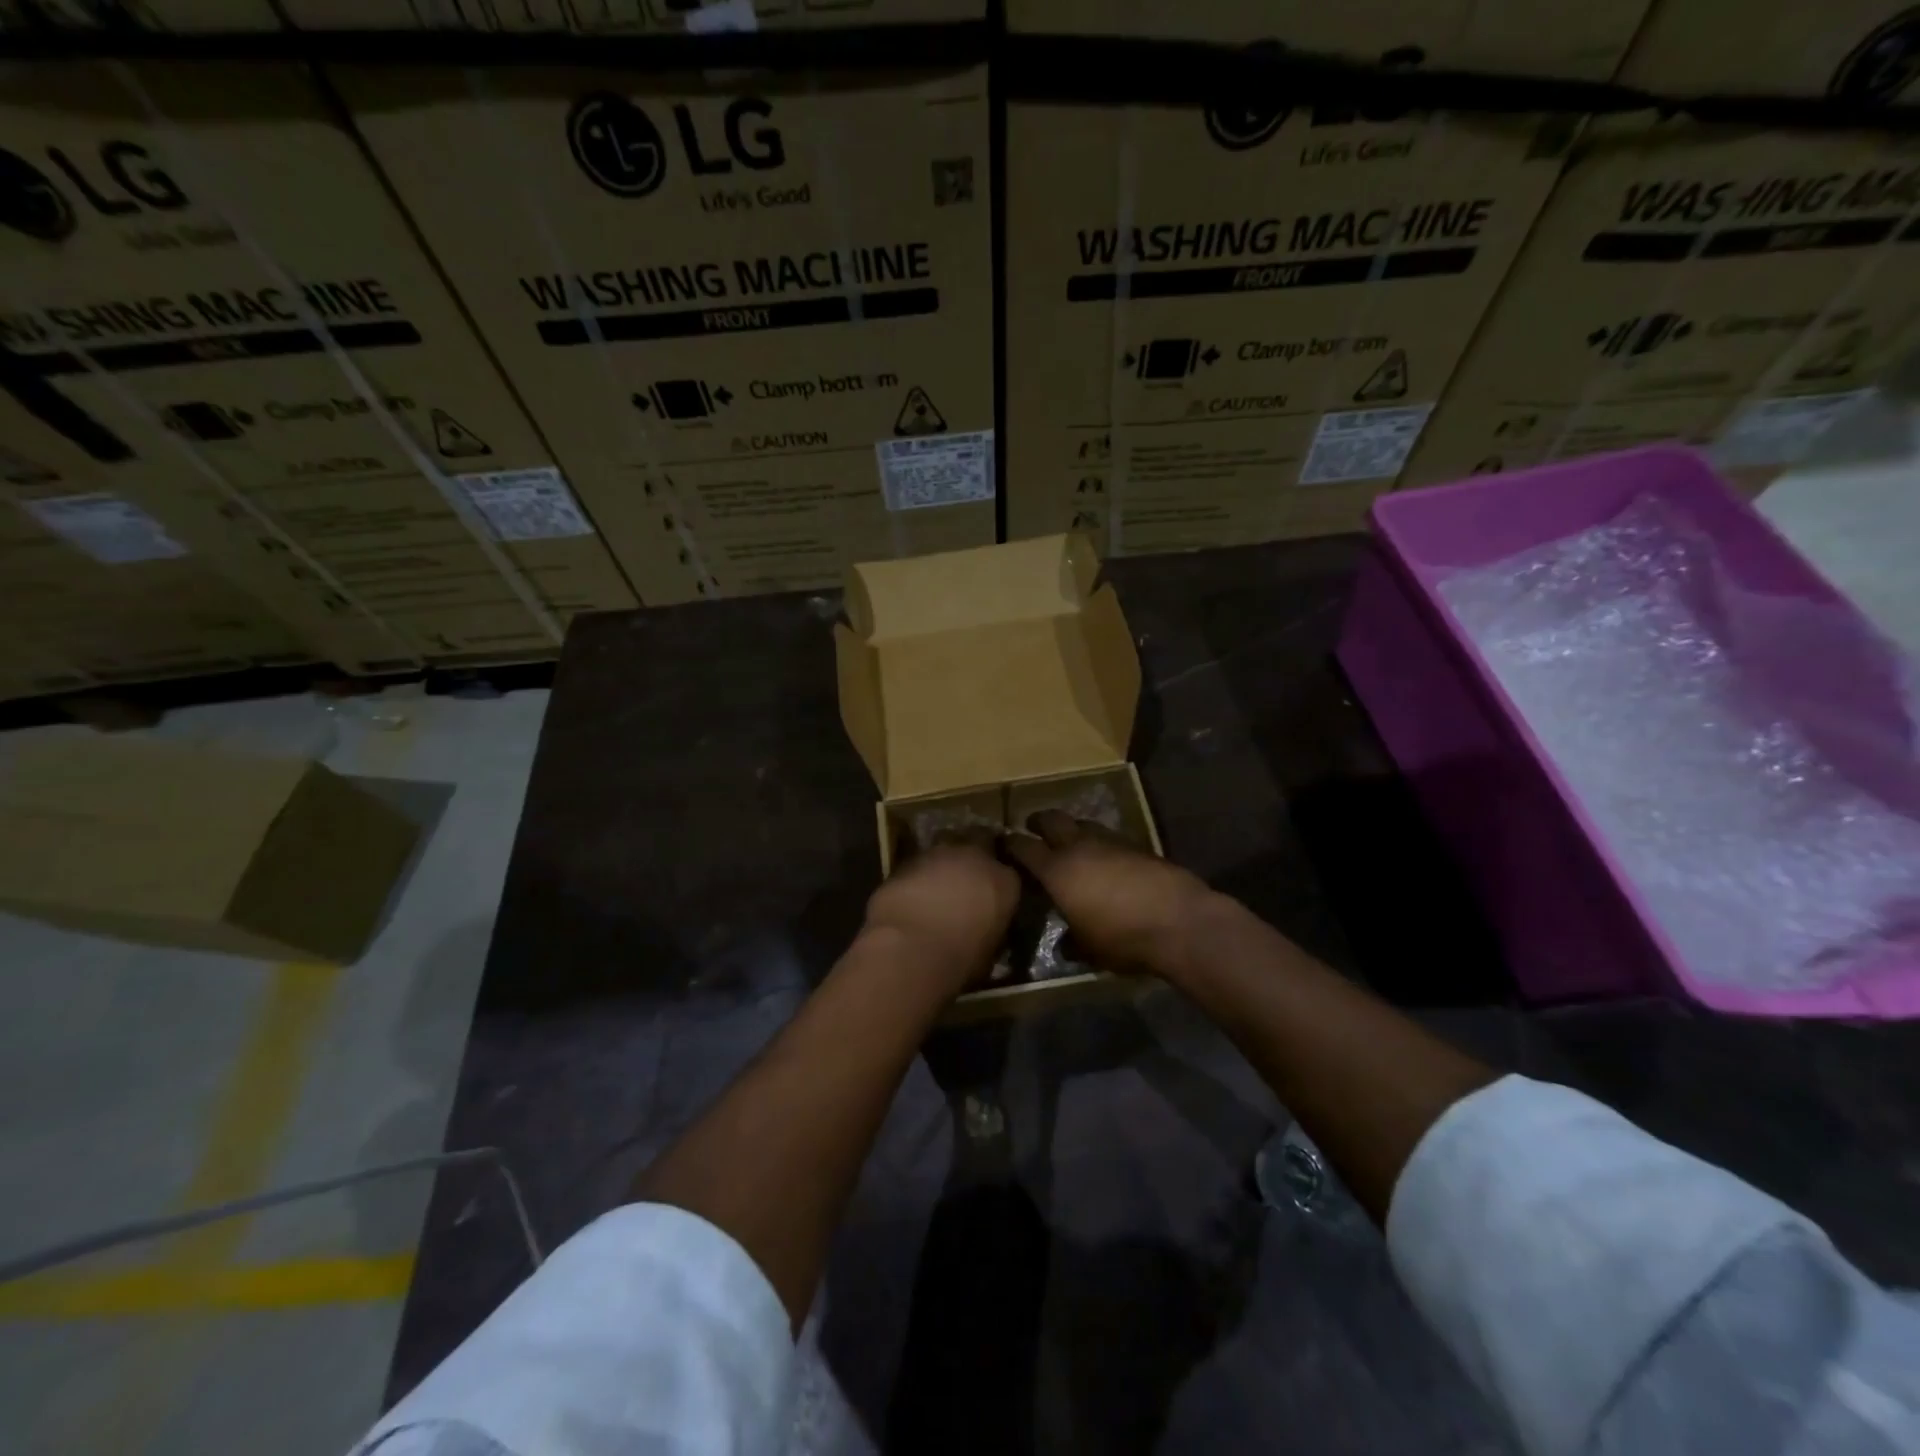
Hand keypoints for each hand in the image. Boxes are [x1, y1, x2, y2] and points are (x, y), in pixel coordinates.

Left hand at [863, 830, 1019, 992]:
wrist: (911, 948)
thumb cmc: (961, 958)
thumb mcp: (990, 949)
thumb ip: (991, 927)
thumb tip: (985, 928)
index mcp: (1006, 881)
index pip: (1009, 874)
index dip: (997, 884)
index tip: (991, 897)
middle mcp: (977, 856)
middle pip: (980, 842)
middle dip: (974, 856)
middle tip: (966, 879)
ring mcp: (940, 852)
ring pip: (947, 846)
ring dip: (945, 861)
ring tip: (937, 885)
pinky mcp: (908, 858)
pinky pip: (919, 861)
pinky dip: (919, 873)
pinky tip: (912, 892)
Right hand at [1002, 811, 1217, 975]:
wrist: (1179, 921)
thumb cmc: (1123, 938)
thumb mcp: (1090, 949)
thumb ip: (1072, 942)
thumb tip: (1064, 945)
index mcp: (1057, 870)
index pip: (1024, 847)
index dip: (1010, 844)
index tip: (1003, 843)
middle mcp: (1079, 847)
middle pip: (1052, 819)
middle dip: (1039, 821)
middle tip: (1033, 827)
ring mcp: (1110, 841)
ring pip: (1083, 823)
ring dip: (1073, 829)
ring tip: (1071, 842)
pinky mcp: (1137, 845)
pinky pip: (1109, 836)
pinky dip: (1100, 843)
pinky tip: (1105, 858)